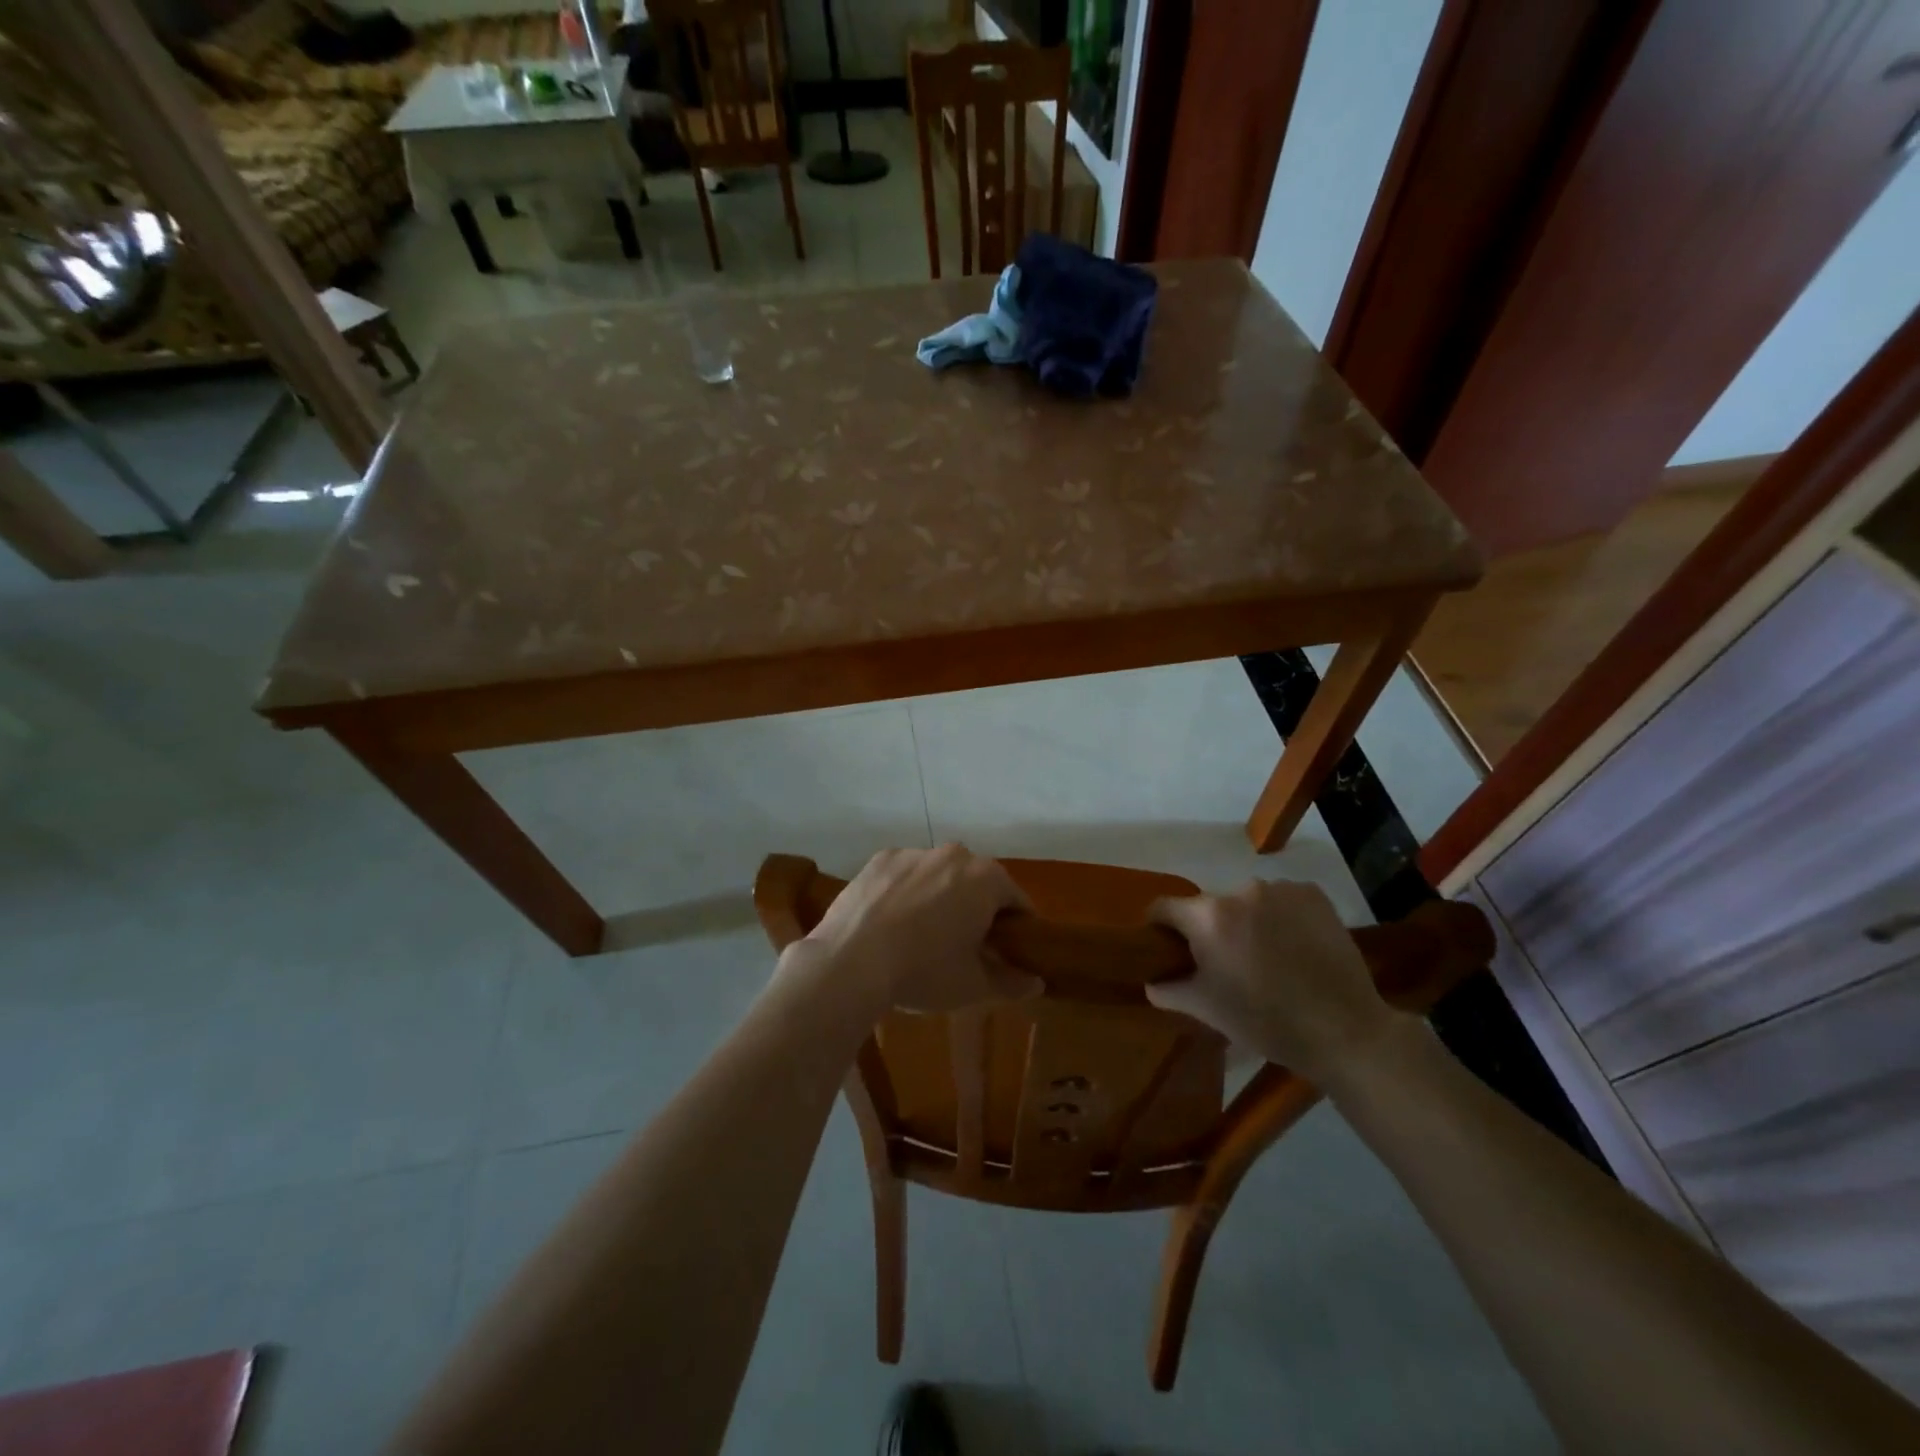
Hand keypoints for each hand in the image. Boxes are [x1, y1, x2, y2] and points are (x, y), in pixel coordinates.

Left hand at [792, 845, 1038, 1012]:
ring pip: (939, 876)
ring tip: (921, 937)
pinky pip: (905, 876)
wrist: (849, 963)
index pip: (1016, 901)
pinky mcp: (880, 860)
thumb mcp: (973, 986)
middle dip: (977, 909)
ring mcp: (913, 853)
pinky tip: (891, 924)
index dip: (1017, 929)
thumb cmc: (923, 972)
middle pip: (977, 882)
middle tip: (965, 948)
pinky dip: (905, 893)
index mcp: (986, 878)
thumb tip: (1036, 982)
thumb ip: (1011, 982)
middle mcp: (954, 854)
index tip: (1008, 952)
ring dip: (940, 898)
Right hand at [1145, 879, 1403, 1081]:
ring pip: (1247, 902)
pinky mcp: (1314, 895)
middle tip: (1224, 963)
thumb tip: (1151, 982)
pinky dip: (1280, 916)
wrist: (1346, 1030)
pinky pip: (1282, 900)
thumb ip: (1170, 990)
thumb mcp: (1207, 1010)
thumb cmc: (1265, 1021)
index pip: (1164, 908)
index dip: (1159, 928)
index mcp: (1208, 917)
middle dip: (1209, 929)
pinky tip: (1293, 946)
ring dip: (1247, 921)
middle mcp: (1240, 891)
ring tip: (1265, 957)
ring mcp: (1281, 889)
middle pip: (1209, 906)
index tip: (1168, 949)